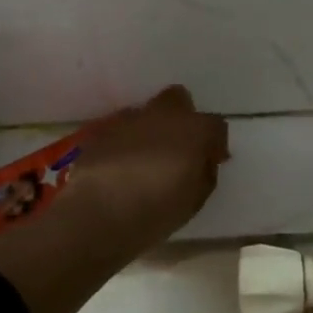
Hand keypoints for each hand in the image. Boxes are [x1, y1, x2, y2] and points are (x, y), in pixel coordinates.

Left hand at [53, 86, 228, 257]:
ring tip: (146, 161)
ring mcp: (128, 120)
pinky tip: (122, 167)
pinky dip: (126, 143)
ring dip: (152, 131)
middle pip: (179, 100)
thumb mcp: (195, 200)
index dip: (215, 143)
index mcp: (194, 130)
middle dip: (182, 119)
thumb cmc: (156, 210)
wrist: (97, 212)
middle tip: (179, 149)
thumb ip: (204, 173)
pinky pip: (122, 130)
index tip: (212, 161)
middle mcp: (162, 115)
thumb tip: (202, 162)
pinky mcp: (101, 131)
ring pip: (147, 114)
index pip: (216, 125)